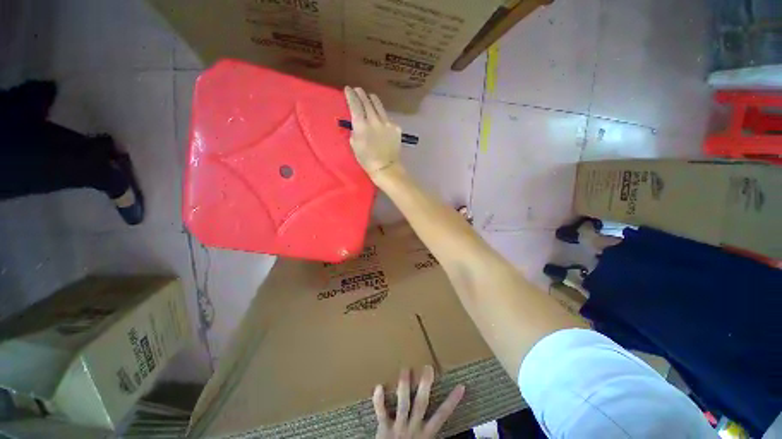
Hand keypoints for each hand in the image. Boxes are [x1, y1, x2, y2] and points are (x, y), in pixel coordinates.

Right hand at [344, 86, 402, 178]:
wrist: (386, 167)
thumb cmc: (367, 160)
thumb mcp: (354, 145)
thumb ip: (355, 130)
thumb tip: (356, 121)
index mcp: (361, 125)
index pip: (355, 104)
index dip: (351, 95)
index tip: (348, 89)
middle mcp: (374, 120)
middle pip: (367, 101)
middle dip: (361, 94)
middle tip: (358, 90)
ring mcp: (387, 123)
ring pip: (378, 105)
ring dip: (372, 100)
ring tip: (370, 97)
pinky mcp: (396, 127)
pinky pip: (387, 117)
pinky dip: (382, 116)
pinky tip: (381, 120)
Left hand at [373, 366, 464, 438]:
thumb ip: (431, 431)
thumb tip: (441, 418)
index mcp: (426, 433)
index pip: (443, 415)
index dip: (452, 402)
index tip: (461, 386)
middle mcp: (414, 428)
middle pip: (422, 404)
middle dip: (425, 386)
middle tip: (428, 368)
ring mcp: (399, 427)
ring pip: (403, 404)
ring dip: (404, 387)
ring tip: (405, 369)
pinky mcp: (384, 429)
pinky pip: (381, 414)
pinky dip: (379, 401)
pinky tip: (378, 387)